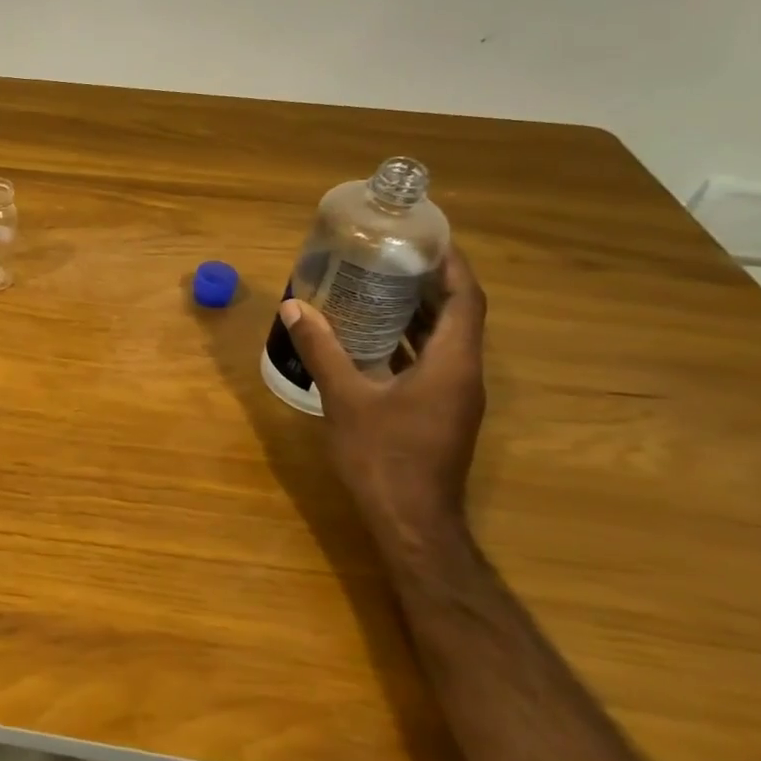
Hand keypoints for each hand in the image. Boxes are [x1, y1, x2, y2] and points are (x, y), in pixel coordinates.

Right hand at [278, 247, 487, 551]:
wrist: (411, 521)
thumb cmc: (384, 456)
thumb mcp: (346, 398)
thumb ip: (322, 350)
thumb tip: (294, 306)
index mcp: (452, 364)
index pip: (466, 300)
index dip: (451, 265)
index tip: (425, 238)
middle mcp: (463, 375)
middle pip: (457, 315)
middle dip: (428, 283)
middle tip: (388, 256)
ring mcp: (453, 397)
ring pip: (442, 340)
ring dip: (416, 312)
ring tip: (376, 286)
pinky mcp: (438, 413)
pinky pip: (429, 362)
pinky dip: (405, 342)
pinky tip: (369, 337)